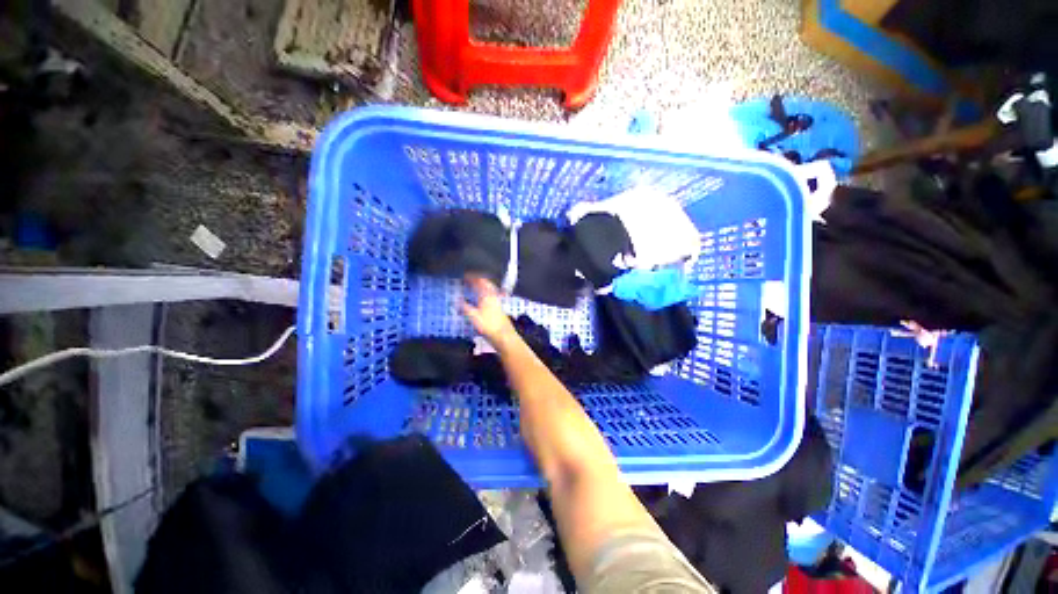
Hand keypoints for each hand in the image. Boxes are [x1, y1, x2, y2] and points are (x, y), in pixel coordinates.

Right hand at [460, 276, 516, 348]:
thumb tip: (457, 300)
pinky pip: (492, 294)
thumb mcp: (473, 316)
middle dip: (478, 280)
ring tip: (475, 286)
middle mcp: (493, 295)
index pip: (479, 281)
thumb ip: (464, 307)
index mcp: (486, 295)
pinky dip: (486, 292)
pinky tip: (483, 297)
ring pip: (490, 288)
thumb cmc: (488, 325)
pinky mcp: (499, 306)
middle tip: (470, 279)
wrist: (503, 334)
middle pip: (486, 283)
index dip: (472, 277)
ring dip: (483, 285)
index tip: (465, 276)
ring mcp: (497, 300)